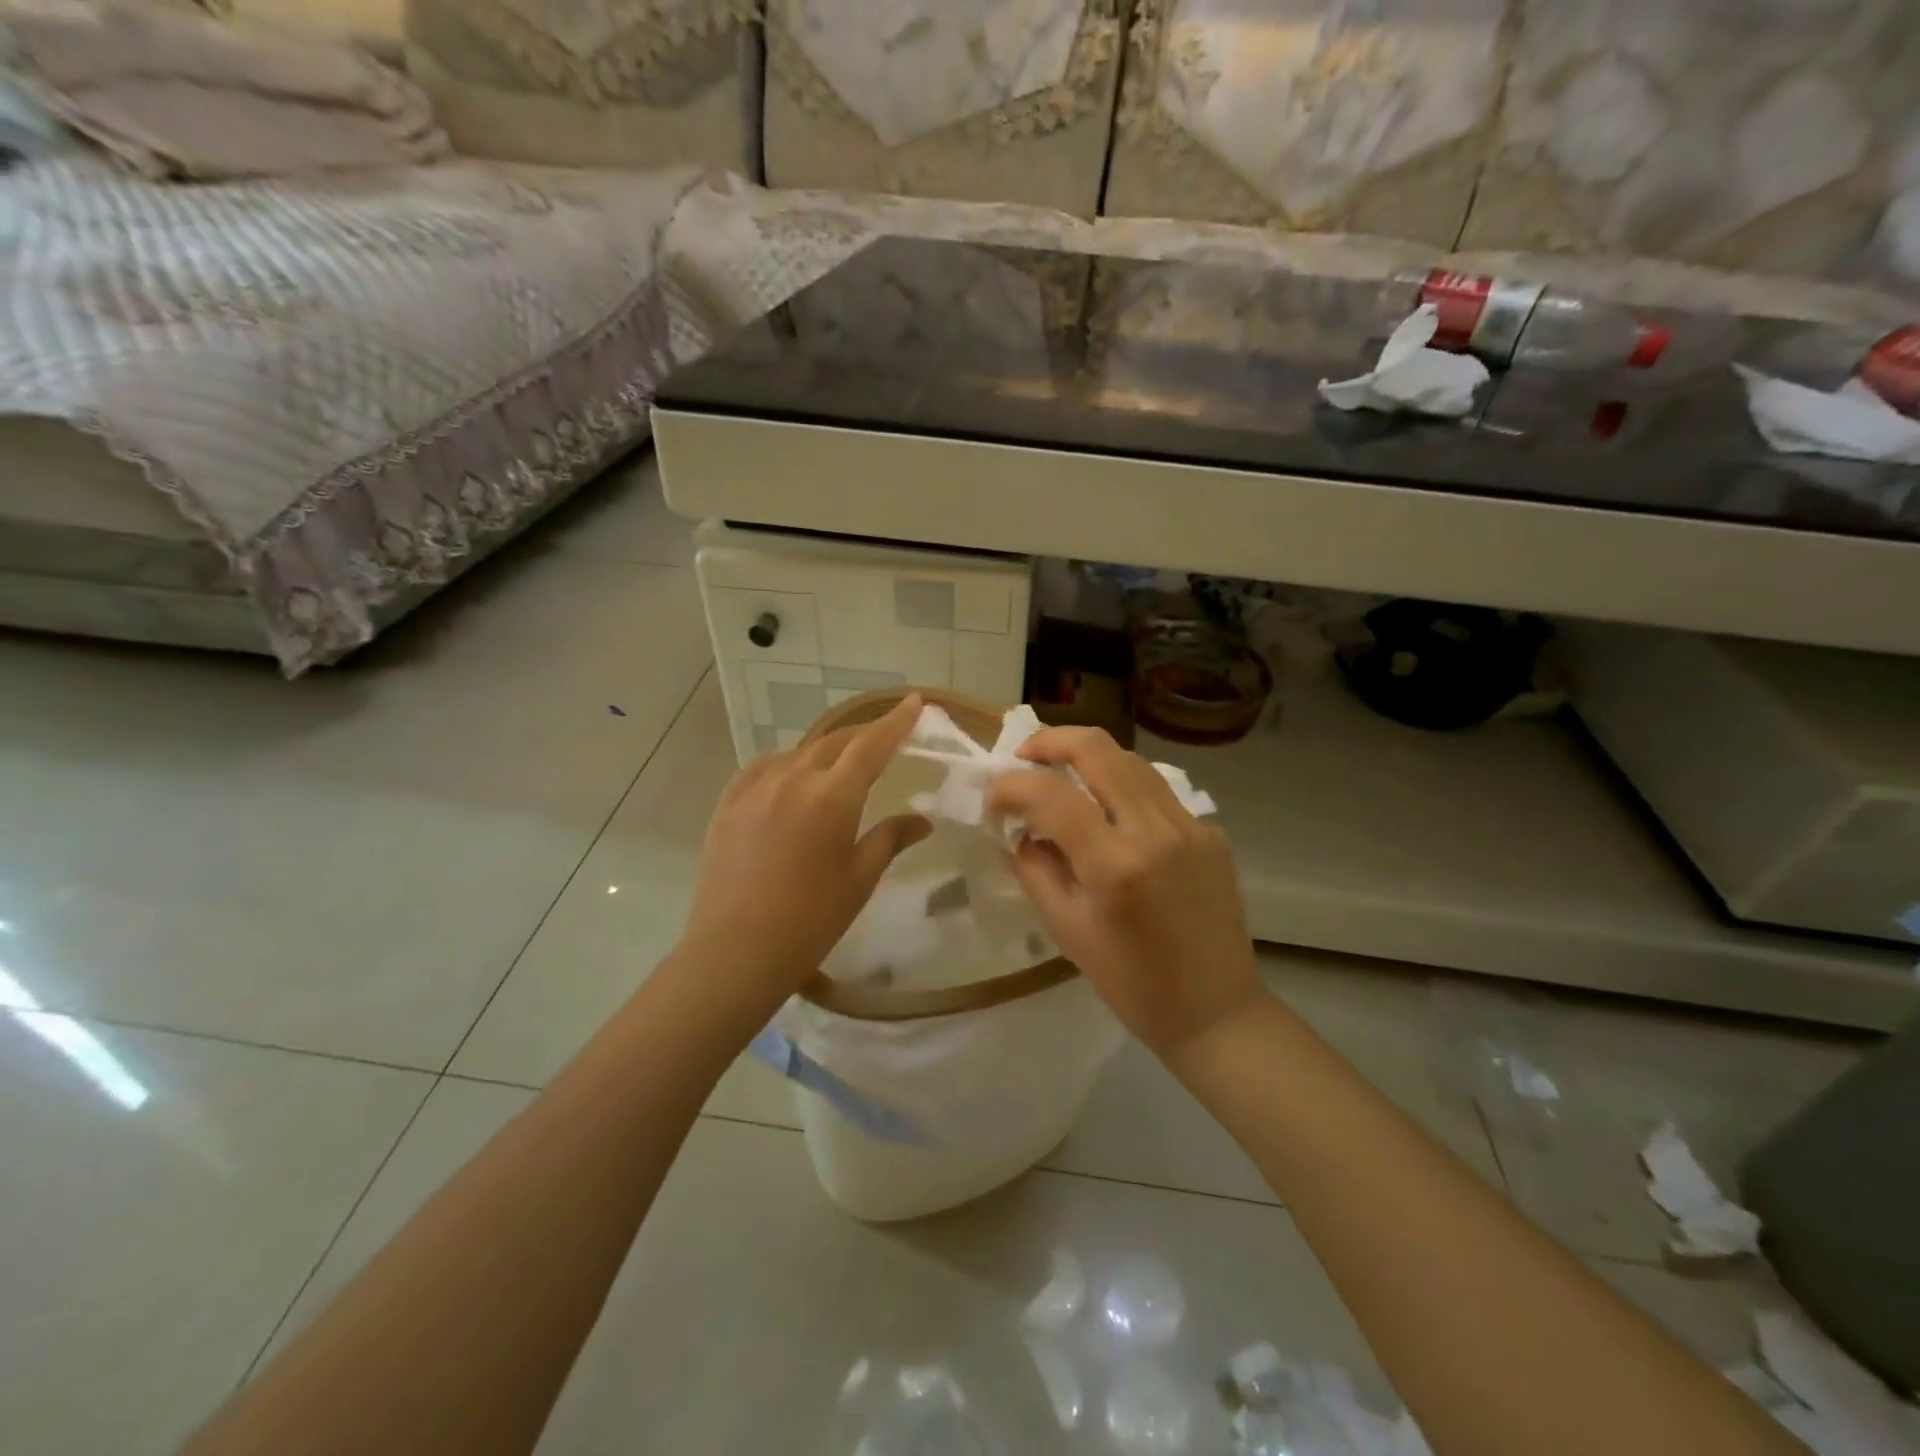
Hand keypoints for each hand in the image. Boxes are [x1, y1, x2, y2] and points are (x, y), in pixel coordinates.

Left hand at [681, 695, 930, 1008]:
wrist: (735, 952)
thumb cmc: (810, 920)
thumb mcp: (859, 879)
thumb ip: (890, 839)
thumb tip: (922, 820)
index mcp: (832, 797)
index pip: (871, 745)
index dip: (895, 722)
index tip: (913, 702)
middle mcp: (792, 779)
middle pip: (834, 742)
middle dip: (862, 736)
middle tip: (883, 738)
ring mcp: (754, 789)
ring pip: (798, 754)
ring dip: (824, 753)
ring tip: (837, 766)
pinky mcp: (727, 805)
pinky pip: (761, 769)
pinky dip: (784, 765)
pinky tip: (787, 777)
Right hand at [985, 727, 1263, 1059]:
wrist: (1216, 1010)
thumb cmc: (1132, 984)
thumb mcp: (1068, 930)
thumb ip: (1036, 870)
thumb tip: (1019, 831)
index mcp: (1115, 866)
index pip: (1050, 795)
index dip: (1010, 787)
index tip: (992, 800)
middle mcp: (1155, 830)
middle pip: (1096, 749)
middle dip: (1049, 742)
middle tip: (1022, 757)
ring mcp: (1189, 825)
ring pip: (1129, 758)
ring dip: (1086, 755)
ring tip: (1058, 771)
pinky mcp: (1209, 830)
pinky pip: (1155, 787)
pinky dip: (1119, 781)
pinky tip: (1104, 805)